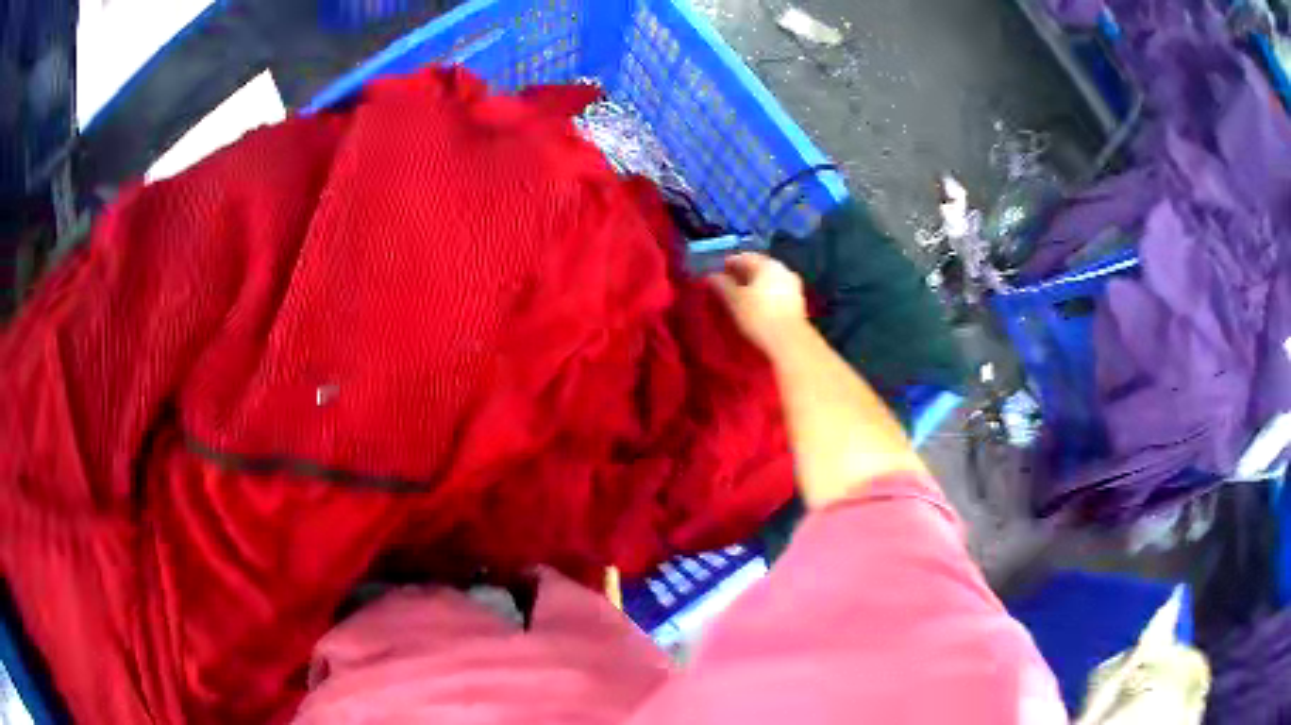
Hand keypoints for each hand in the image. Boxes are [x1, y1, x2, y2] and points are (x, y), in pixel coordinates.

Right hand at [707, 253, 808, 355]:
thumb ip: (723, 285)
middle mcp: (783, 270)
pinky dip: (766, 295)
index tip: (718, 274)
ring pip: (769, 280)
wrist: (790, 341)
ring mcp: (793, 286)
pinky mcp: (798, 302)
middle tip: (728, 285)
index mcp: (767, 264)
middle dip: (743, 274)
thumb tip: (712, 276)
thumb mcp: (735, 300)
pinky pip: (777, 292)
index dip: (729, 264)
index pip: (744, 258)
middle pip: (759, 267)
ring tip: (741, 297)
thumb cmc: (759, 316)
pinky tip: (758, 306)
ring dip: (755, 285)